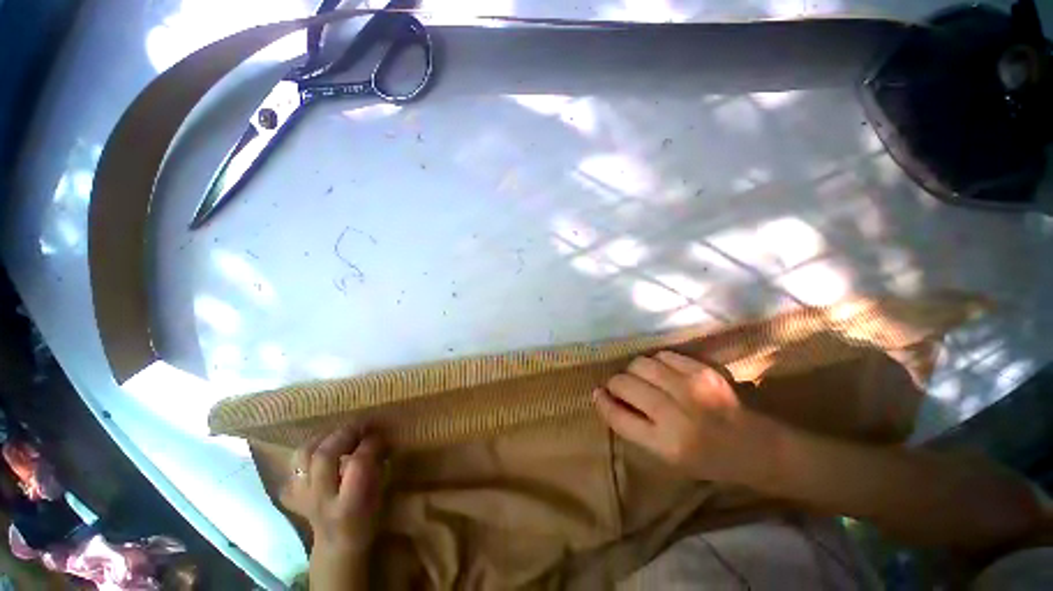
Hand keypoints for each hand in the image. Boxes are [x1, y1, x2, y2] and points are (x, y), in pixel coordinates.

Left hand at [280, 426, 385, 553]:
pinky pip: (294, 462)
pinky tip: (324, 447)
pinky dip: (309, 449)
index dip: (369, 444)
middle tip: (360, 425)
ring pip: (303, 455)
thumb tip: (377, 437)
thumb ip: (376, 466)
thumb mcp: (379, 495)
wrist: (337, 544)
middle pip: (324, 456)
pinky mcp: (291, 492)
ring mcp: (301, 496)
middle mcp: (321, 500)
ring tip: (340, 432)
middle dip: (344, 434)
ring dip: (324, 437)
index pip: (357, 465)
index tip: (379, 435)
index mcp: (349, 505)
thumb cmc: (366, 518)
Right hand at [593, 351, 778, 485]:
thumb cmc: (706, 459)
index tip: (597, 393)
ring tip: (641, 379)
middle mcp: (676, 414)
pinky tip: (662, 372)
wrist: (755, 447)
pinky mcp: (702, 370)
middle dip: (615, 384)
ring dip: (633, 370)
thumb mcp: (665, 456)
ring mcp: (691, 387)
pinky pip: (662, 355)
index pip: (618, 416)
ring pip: (640, 364)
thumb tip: (603, 395)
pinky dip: (655, 362)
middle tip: (620, 387)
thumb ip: (632, 426)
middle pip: (625, 384)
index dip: (602, 402)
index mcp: (666, 444)